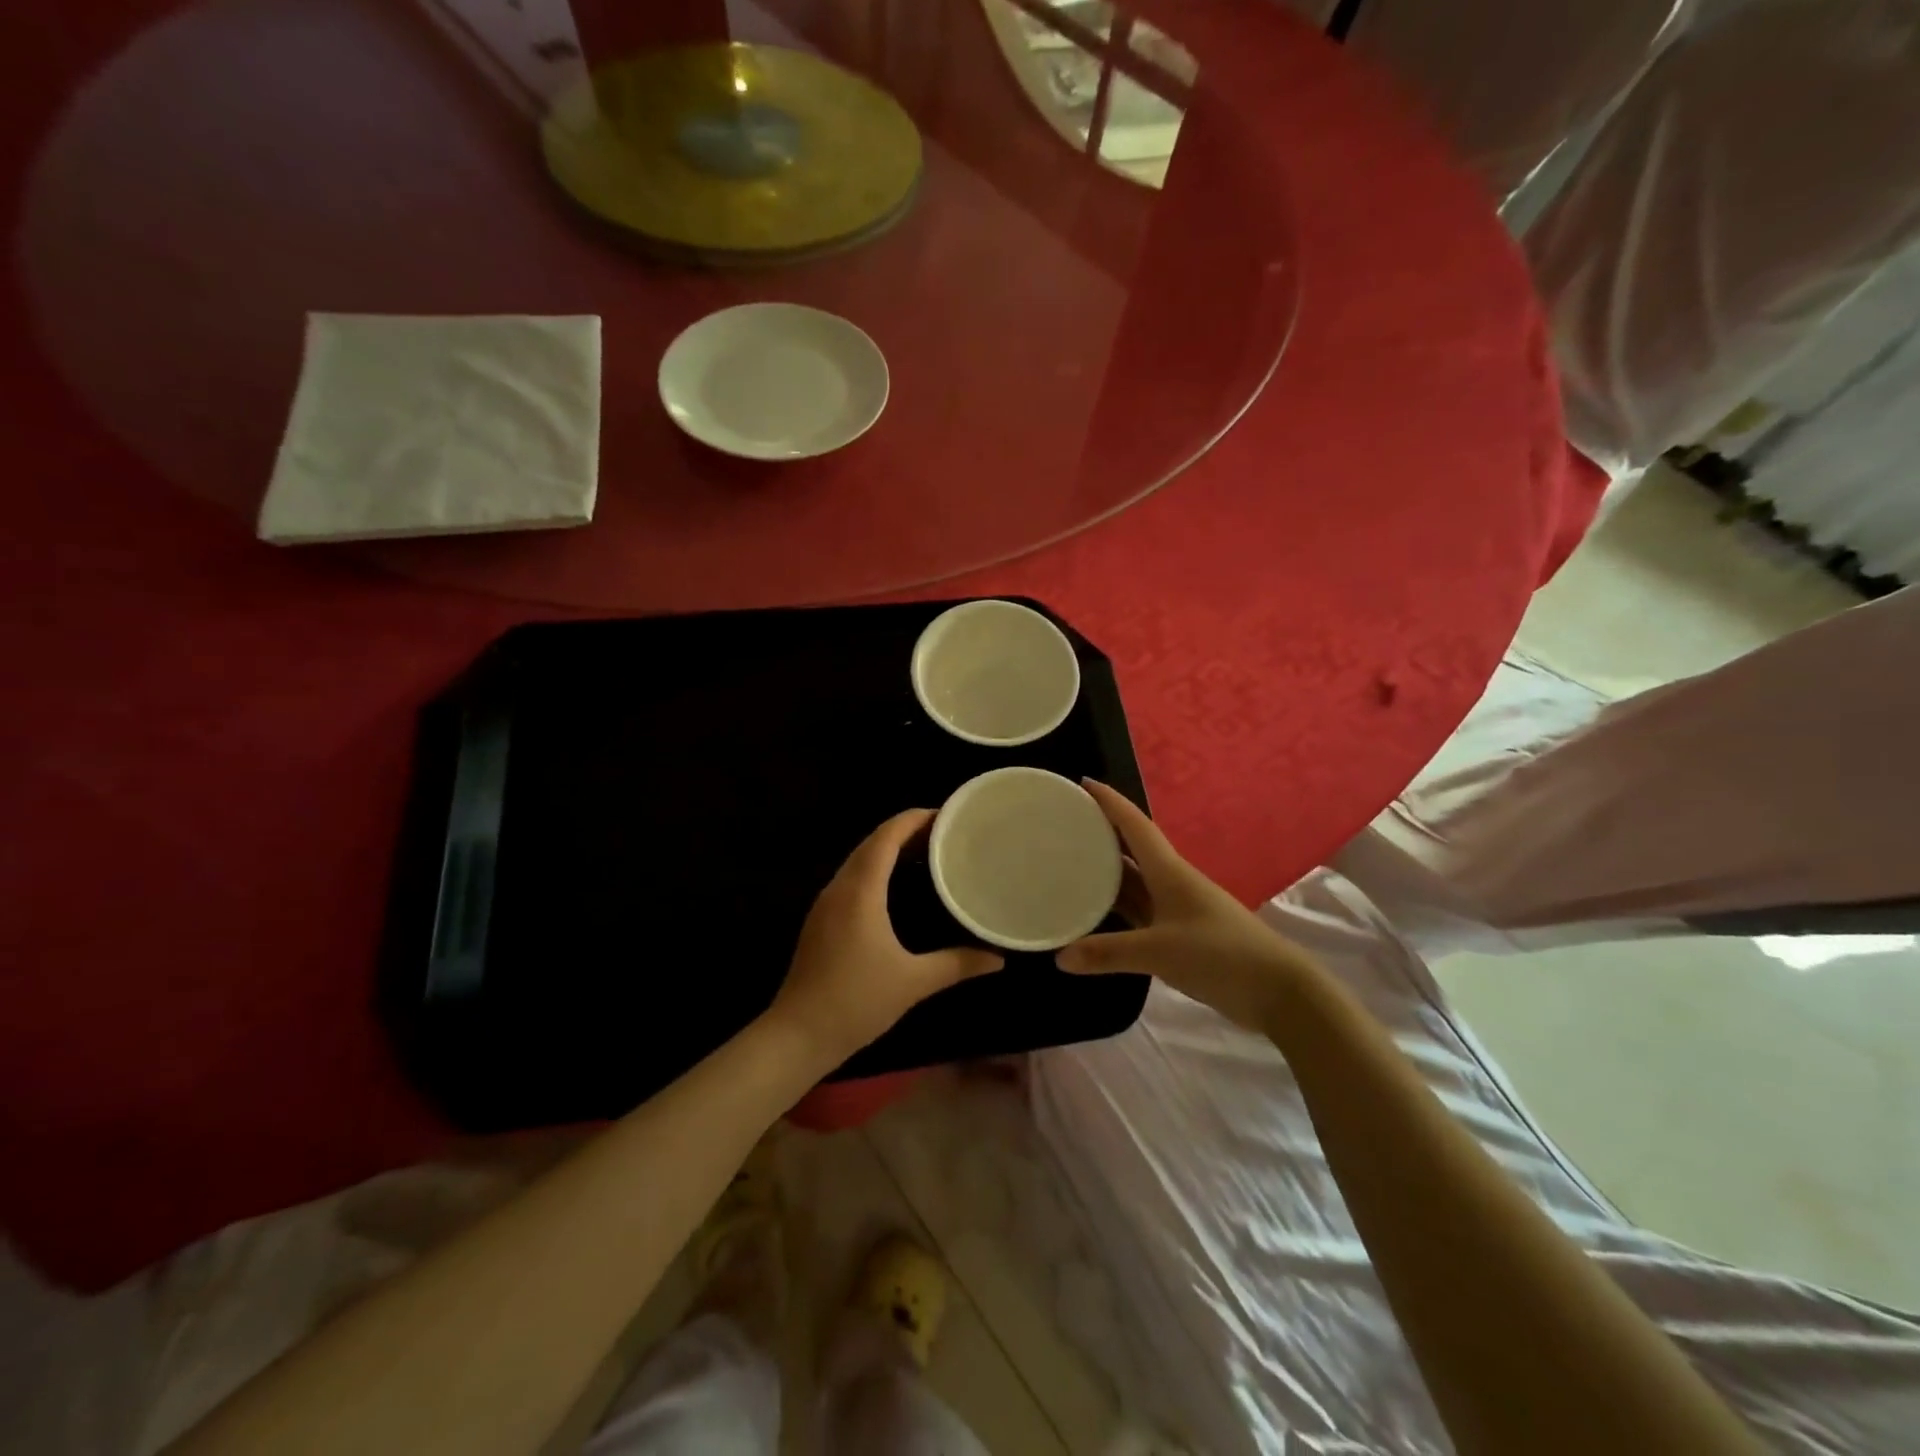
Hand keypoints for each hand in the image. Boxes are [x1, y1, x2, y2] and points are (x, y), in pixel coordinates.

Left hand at [768, 809, 1004, 1065]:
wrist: (797, 1036)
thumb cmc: (855, 1001)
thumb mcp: (913, 982)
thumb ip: (957, 964)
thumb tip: (998, 958)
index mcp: (860, 891)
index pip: (885, 837)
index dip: (913, 819)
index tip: (945, 815)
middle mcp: (839, 888)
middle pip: (871, 843)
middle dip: (905, 831)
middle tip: (944, 834)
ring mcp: (825, 904)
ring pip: (859, 861)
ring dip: (888, 849)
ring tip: (927, 853)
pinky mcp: (821, 921)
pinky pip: (851, 879)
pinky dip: (876, 870)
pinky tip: (896, 887)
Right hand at [1056, 781, 1317, 1029]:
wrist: (1277, 989)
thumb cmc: (1220, 954)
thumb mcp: (1159, 952)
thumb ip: (1108, 953)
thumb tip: (1060, 957)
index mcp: (1169, 871)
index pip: (1135, 825)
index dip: (1111, 802)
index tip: (1083, 783)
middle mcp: (1172, 881)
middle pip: (1132, 848)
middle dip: (1103, 832)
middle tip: (1066, 822)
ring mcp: (1178, 908)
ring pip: (1136, 880)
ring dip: (1108, 869)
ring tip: (1071, 860)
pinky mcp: (1181, 934)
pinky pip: (1141, 909)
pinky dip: (1118, 905)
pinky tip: (1097, 910)